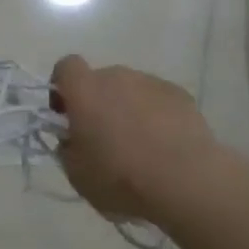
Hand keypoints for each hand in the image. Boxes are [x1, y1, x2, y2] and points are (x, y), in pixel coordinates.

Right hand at [50, 56, 222, 219]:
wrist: (186, 181)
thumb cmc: (121, 177)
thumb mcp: (76, 173)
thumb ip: (67, 148)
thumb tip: (73, 138)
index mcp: (85, 90)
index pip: (65, 67)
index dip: (62, 88)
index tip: (66, 116)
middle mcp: (117, 76)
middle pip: (100, 81)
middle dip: (98, 104)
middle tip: (104, 140)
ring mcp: (151, 83)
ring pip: (131, 90)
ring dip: (128, 109)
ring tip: (140, 147)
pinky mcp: (180, 95)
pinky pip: (158, 100)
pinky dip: (156, 116)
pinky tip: (165, 146)